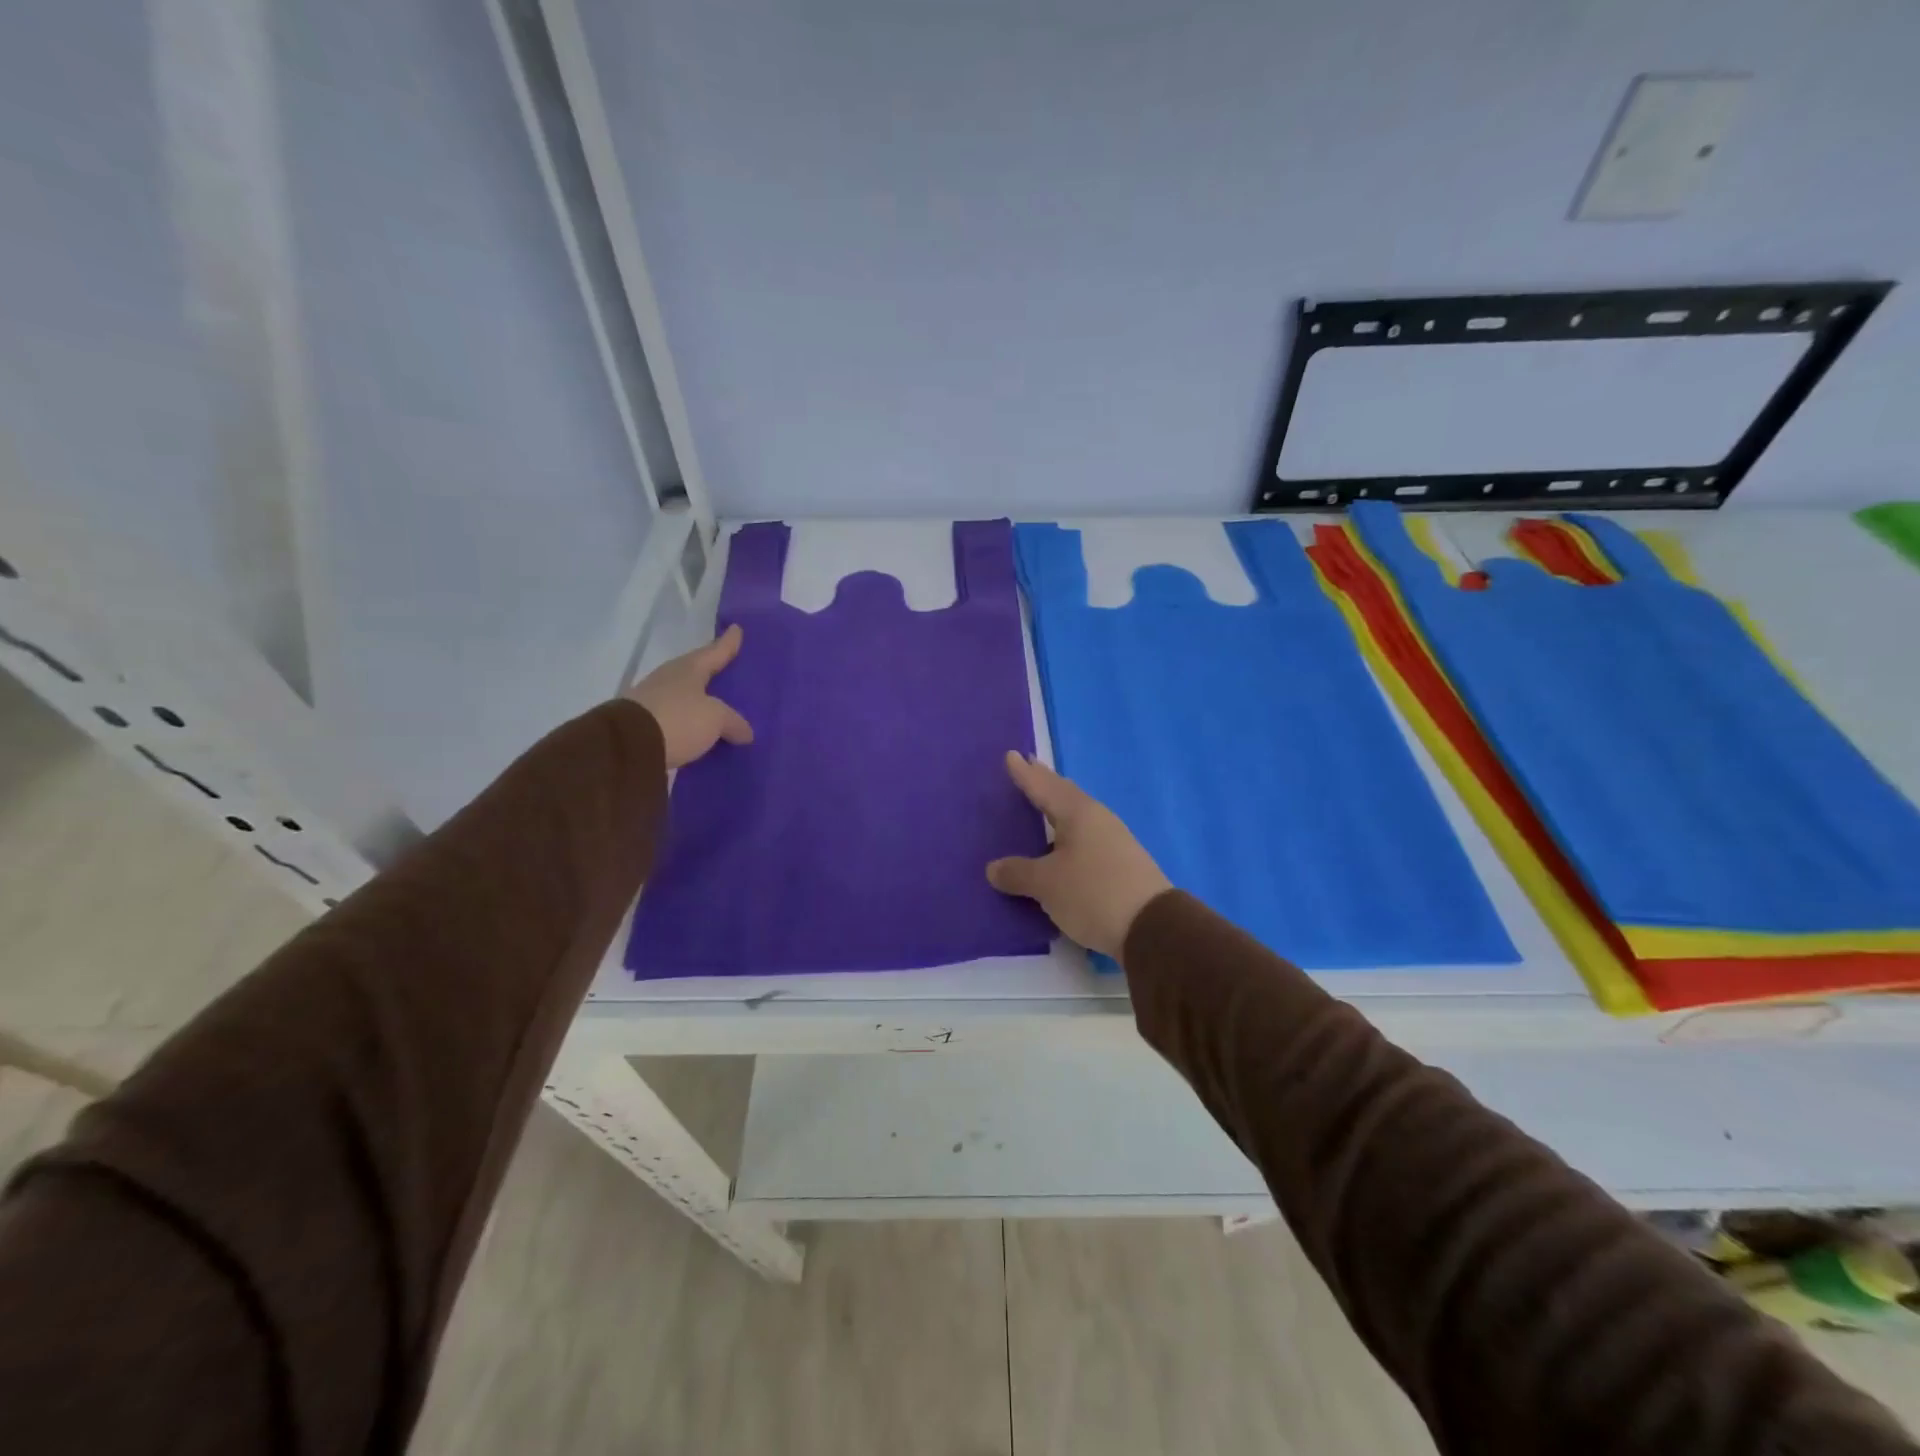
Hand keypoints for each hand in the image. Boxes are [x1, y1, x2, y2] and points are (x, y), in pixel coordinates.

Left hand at [624, 624, 753, 769]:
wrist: (628, 746)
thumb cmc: (678, 719)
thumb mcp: (715, 719)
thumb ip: (733, 722)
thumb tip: (746, 732)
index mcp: (689, 668)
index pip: (714, 651)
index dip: (728, 642)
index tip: (737, 629)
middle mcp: (670, 678)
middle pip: (696, 671)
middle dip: (712, 671)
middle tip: (729, 670)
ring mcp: (654, 700)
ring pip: (685, 695)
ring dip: (700, 700)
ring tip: (719, 706)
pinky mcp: (645, 724)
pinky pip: (676, 718)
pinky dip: (689, 721)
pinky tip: (700, 729)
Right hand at [986, 752, 1171, 959]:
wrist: (1152, 927)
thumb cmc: (1092, 893)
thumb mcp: (1047, 884)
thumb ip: (1018, 873)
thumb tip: (994, 868)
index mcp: (1078, 813)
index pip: (1044, 787)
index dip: (1025, 774)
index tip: (1011, 755)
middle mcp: (1098, 819)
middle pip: (1065, 795)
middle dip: (1045, 782)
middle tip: (1028, 768)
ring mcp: (1114, 840)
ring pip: (1078, 816)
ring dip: (1058, 808)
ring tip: (1042, 804)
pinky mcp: (1122, 863)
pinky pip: (1086, 837)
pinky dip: (1068, 833)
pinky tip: (1064, 843)